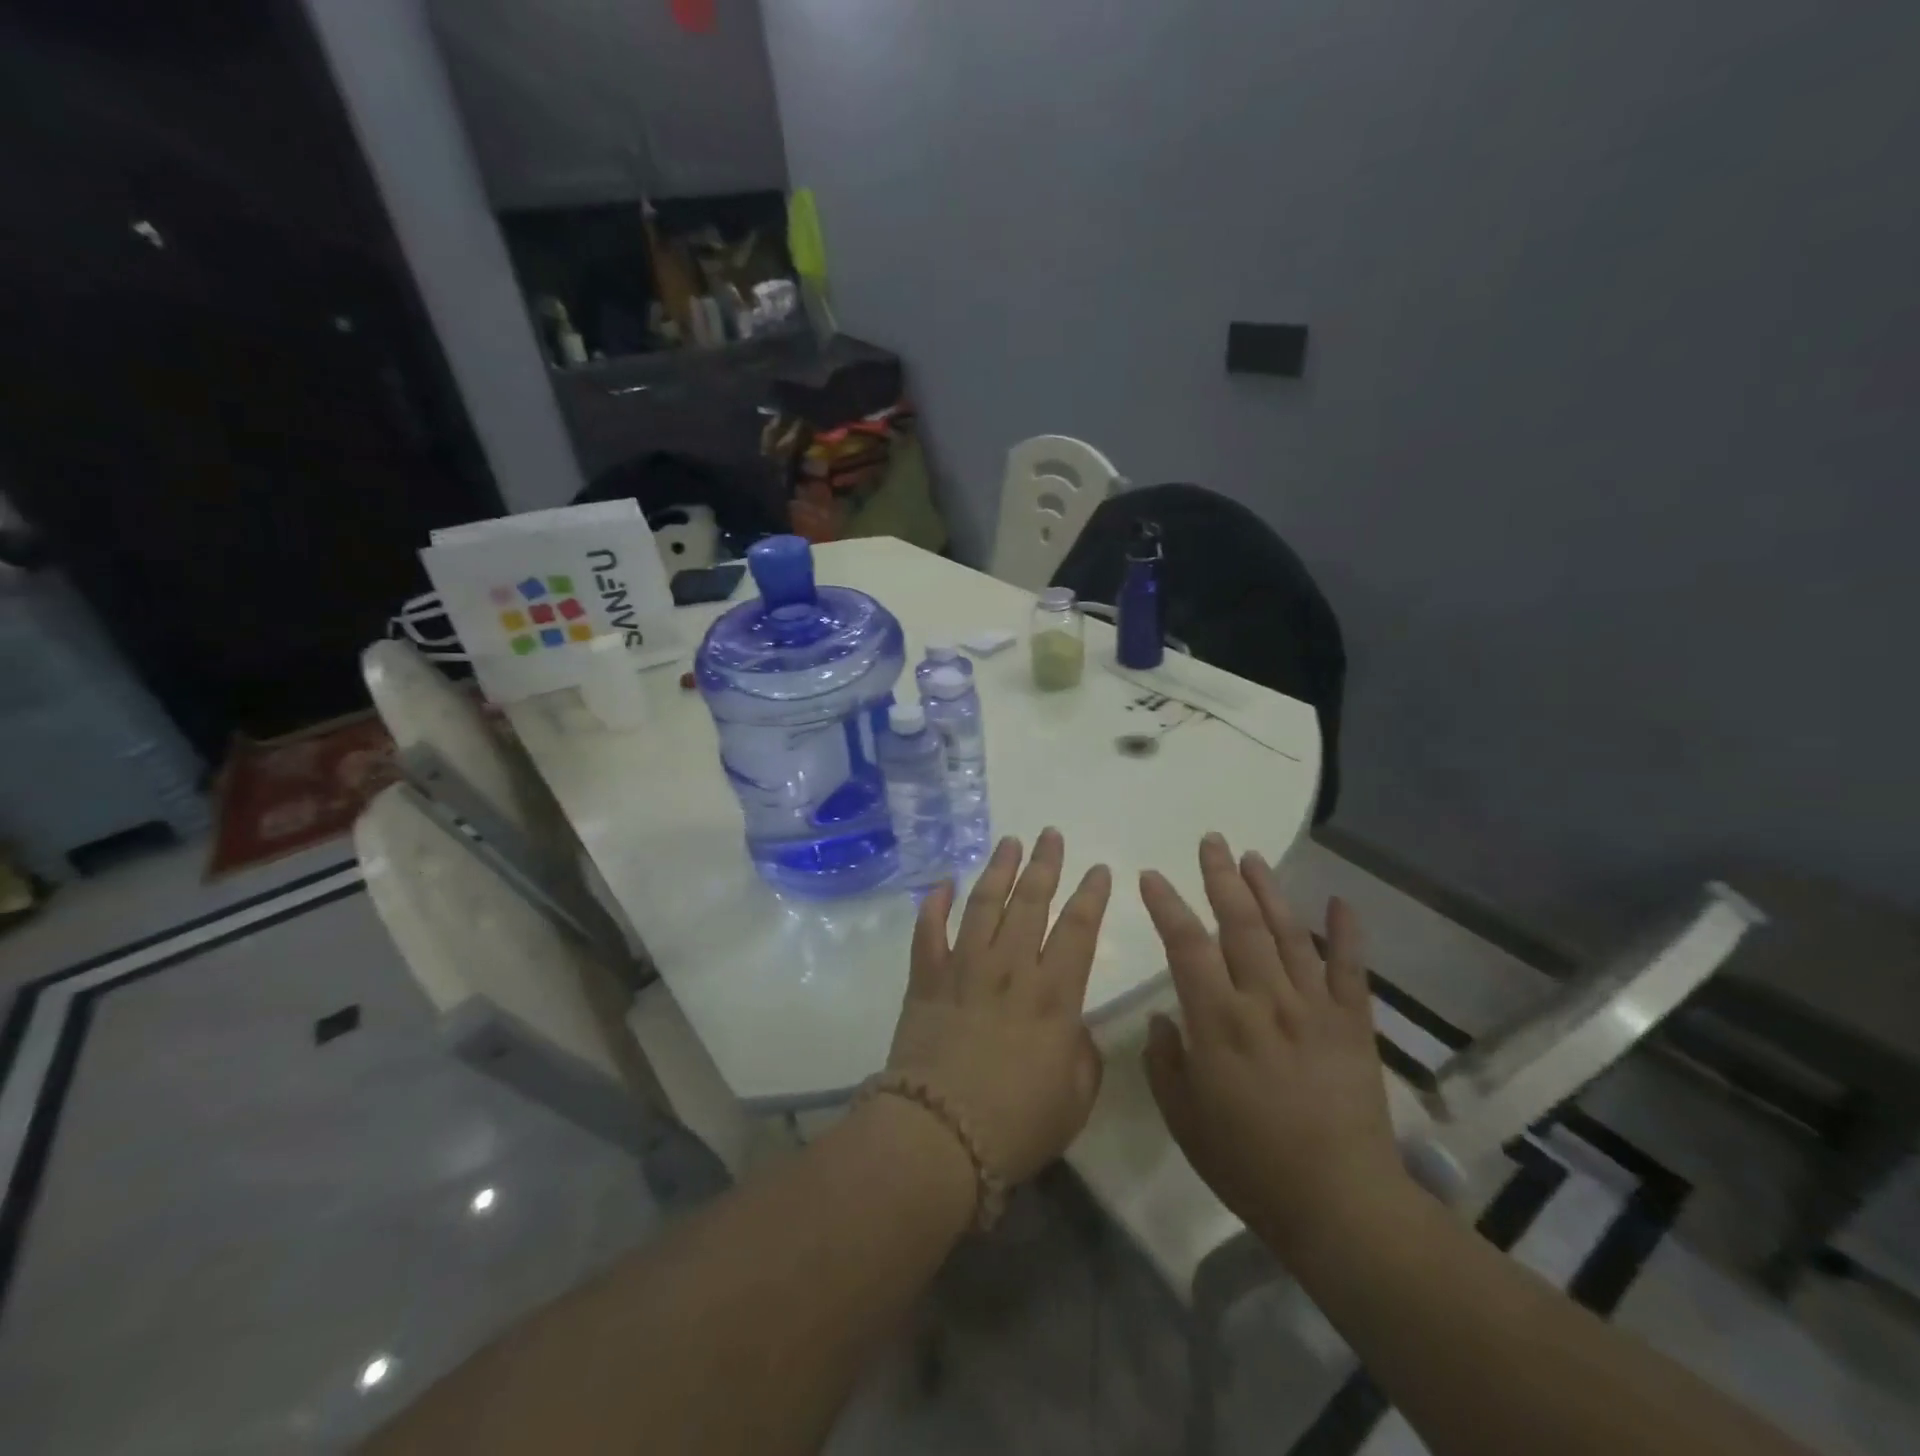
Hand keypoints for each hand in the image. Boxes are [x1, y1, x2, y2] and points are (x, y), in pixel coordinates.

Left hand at [885, 829, 1112, 1183]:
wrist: (938, 1136)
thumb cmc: (1015, 1124)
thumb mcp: (1074, 1098)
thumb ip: (1082, 1055)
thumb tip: (1073, 1027)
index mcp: (1054, 995)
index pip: (1079, 929)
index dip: (1091, 895)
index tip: (1098, 869)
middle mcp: (1010, 968)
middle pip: (1030, 902)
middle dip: (1044, 865)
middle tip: (1050, 835)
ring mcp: (963, 968)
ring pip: (983, 904)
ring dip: (997, 870)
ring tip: (1009, 842)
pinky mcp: (925, 980)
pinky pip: (928, 931)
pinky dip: (933, 904)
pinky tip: (941, 882)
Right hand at [1139, 834, 1411, 1255]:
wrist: (1340, 1205)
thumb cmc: (1249, 1164)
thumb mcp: (1184, 1118)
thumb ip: (1166, 1061)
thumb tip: (1167, 1016)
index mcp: (1219, 1020)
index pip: (1186, 945)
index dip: (1166, 905)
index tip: (1151, 875)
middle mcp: (1265, 1000)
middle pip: (1240, 923)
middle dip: (1220, 877)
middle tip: (1210, 841)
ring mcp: (1314, 1008)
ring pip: (1289, 933)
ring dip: (1269, 890)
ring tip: (1252, 857)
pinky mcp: (1353, 1025)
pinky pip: (1351, 969)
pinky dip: (1347, 933)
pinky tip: (1341, 901)